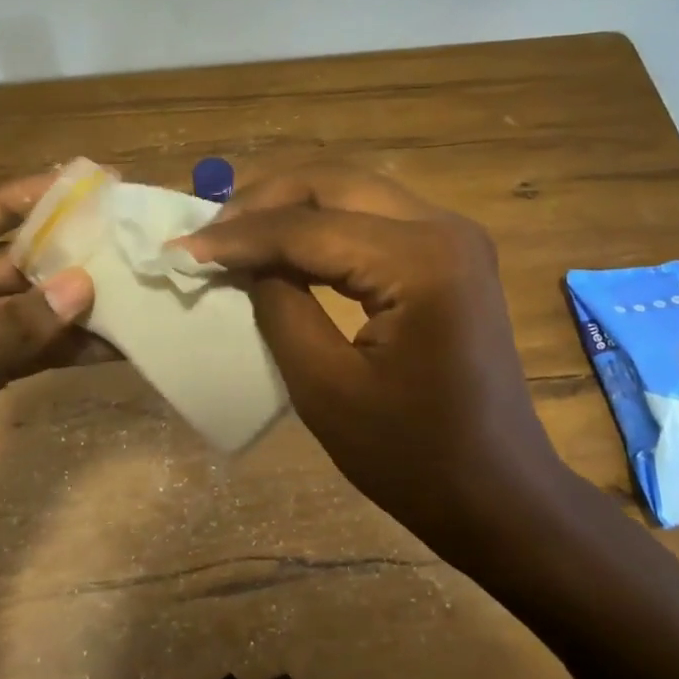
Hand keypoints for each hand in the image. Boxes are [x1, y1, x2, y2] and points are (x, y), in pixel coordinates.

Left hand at [0, 175, 107, 546]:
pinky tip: (118, 344)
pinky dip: (71, 345)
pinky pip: (37, 344)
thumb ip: (11, 325)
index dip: (43, 195)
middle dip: (73, 254)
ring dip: (79, 304)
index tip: (103, 181)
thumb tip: (85, 286)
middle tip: (135, 244)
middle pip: (20, 256)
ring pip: (34, 303)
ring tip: (139, 294)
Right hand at [178, 166, 565, 562]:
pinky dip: (323, 226)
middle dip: (263, 203)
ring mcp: (454, 238)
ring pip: (353, 192)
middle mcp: (444, 228)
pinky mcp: (450, 255)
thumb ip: (279, 307)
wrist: (498, 494)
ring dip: (290, 208)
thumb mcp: (325, 387)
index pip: (308, 227)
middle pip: (334, 184)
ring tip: (235, 237)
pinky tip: (286, 248)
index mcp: (421, 260)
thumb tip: (245, 259)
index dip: (239, 237)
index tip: (180, 248)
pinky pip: (373, 219)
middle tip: (208, 235)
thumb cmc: (413, 457)